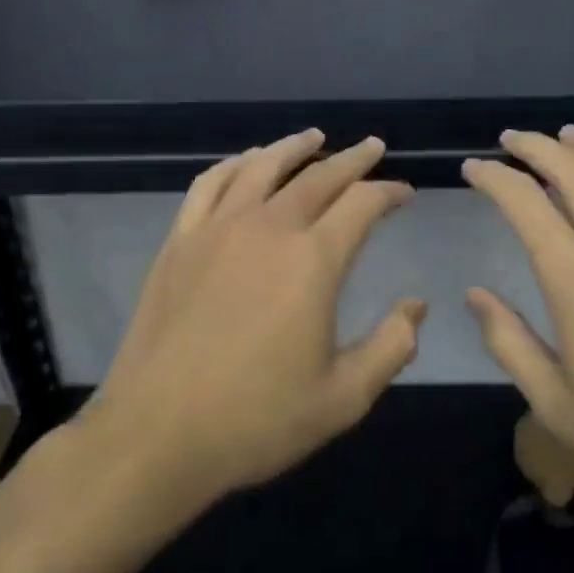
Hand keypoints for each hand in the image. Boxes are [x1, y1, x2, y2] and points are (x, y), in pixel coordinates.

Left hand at [90, 129, 425, 510]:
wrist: (156, 434)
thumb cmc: (256, 420)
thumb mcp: (342, 397)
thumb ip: (391, 346)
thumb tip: (417, 306)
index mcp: (313, 261)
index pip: (362, 204)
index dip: (388, 192)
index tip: (403, 193)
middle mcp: (268, 228)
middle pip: (318, 175)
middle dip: (352, 159)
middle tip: (372, 147)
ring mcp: (218, 229)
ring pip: (262, 167)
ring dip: (293, 147)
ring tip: (314, 137)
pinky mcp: (180, 240)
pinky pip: (210, 183)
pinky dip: (235, 163)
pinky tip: (246, 162)